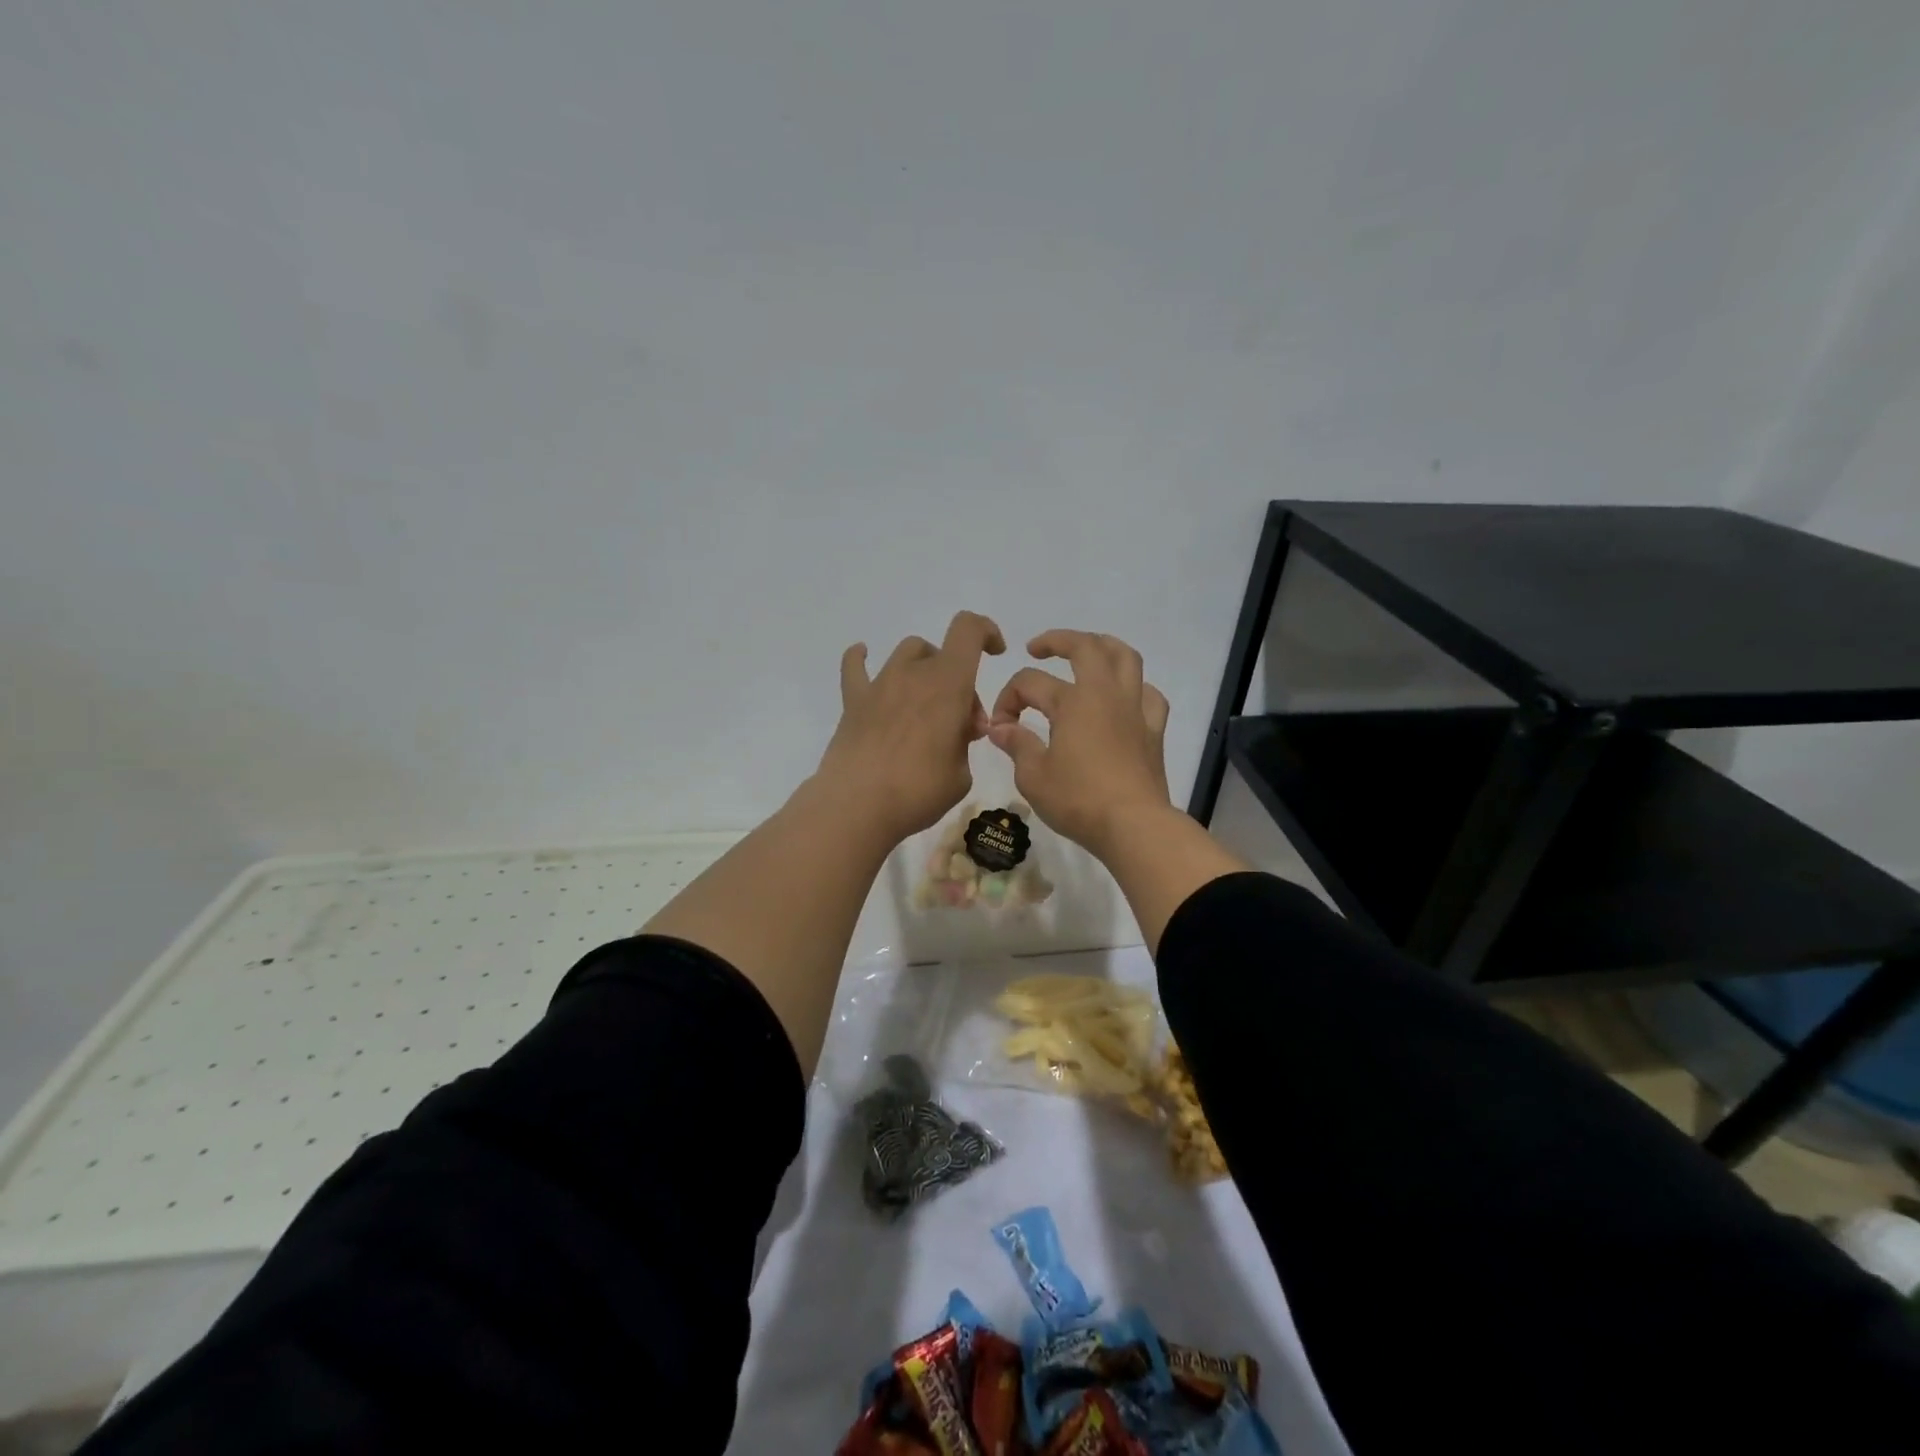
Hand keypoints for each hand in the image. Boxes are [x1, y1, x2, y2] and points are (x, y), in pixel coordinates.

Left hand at [817, 611, 1006, 843]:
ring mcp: (880, 685)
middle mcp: (913, 673)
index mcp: (948, 683)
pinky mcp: (853, 702)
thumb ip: (964, 744)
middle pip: (941, 652)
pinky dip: (861, 658)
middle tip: (960, 721)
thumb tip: (957, 731)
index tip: (995, 653)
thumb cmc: (919, 791)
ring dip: (922, 669)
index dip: (986, 632)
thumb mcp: (962, 774)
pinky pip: (854, 667)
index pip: (969, 630)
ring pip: (906, 654)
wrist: (857, 806)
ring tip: (924, 704)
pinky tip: (862, 656)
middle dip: (957, 679)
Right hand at [986, 630, 1171, 857]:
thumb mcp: (1033, 776)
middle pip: (1085, 647)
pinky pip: (1149, 695)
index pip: (1029, 683)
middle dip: (1057, 640)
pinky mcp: (1154, 730)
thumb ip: (1016, 744)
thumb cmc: (1078, 800)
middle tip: (1036, 649)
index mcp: (1072, 701)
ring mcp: (1134, 709)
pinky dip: (1135, 688)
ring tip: (1087, 652)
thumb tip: (1000, 727)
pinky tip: (1124, 699)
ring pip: (1126, 658)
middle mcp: (1105, 694)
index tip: (1000, 728)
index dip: (1007, 699)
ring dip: (1104, 646)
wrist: (1133, 825)